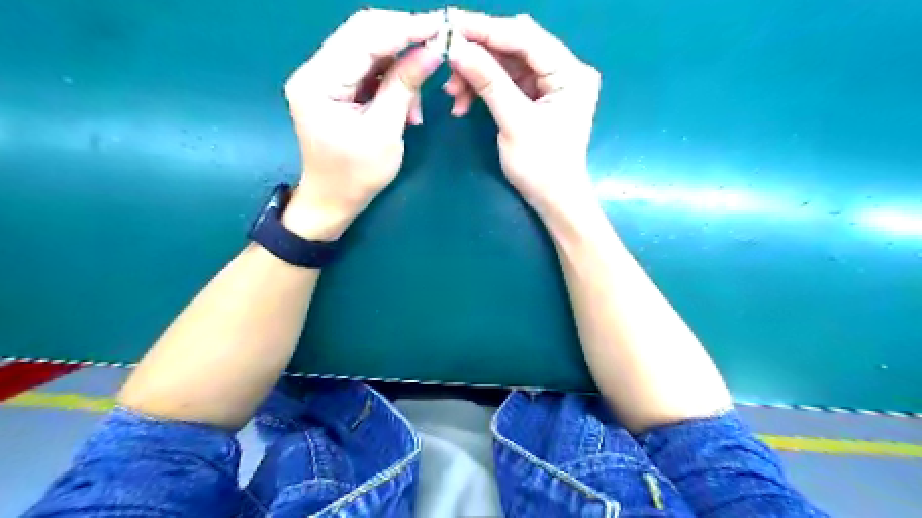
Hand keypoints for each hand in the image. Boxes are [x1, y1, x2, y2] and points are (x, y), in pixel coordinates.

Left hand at [286, 7, 442, 240]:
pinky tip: (406, 107)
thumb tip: (432, 50)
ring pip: (370, 50)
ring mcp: (324, 77)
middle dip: (404, 39)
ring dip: (401, 68)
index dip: (404, 28)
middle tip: (438, 48)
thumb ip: (404, 87)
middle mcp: (315, 70)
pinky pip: (369, 70)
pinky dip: (392, 82)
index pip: (363, 37)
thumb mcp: (385, 132)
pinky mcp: (335, 86)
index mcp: (319, 82)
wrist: (333, 200)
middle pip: (363, 34)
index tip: (440, 28)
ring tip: (415, 106)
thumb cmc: (357, 176)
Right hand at [450, 10, 606, 218]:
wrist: (555, 201)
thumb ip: (489, 82)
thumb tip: (458, 48)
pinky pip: (507, 83)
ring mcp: (552, 85)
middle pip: (515, 48)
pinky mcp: (539, 98)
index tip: (450, 24)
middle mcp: (565, 71)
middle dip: (478, 55)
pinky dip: (484, 90)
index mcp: (570, 73)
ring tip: (452, 93)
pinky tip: (463, 103)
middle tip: (446, 61)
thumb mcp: (515, 123)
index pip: (525, 38)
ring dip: (477, 75)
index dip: (486, 30)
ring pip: (507, 65)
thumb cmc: (542, 168)